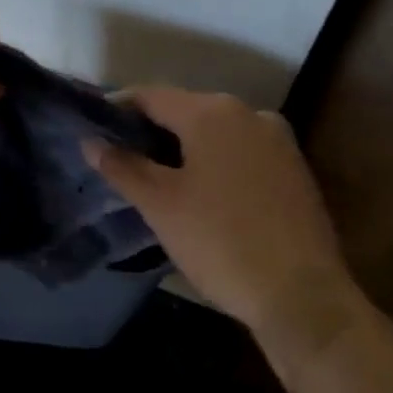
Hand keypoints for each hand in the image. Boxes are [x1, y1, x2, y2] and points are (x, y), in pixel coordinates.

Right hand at [85, 89, 360, 362]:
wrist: (302, 296)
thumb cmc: (220, 242)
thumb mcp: (160, 205)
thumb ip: (122, 166)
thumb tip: (90, 142)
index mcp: (212, 112)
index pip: (151, 96)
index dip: (118, 109)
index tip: (95, 130)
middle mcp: (248, 113)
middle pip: (185, 110)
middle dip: (151, 131)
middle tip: (122, 160)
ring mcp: (278, 140)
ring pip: (215, 133)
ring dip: (184, 148)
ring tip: (157, 179)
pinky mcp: (295, 169)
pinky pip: (241, 152)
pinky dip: (215, 163)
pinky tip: (202, 193)